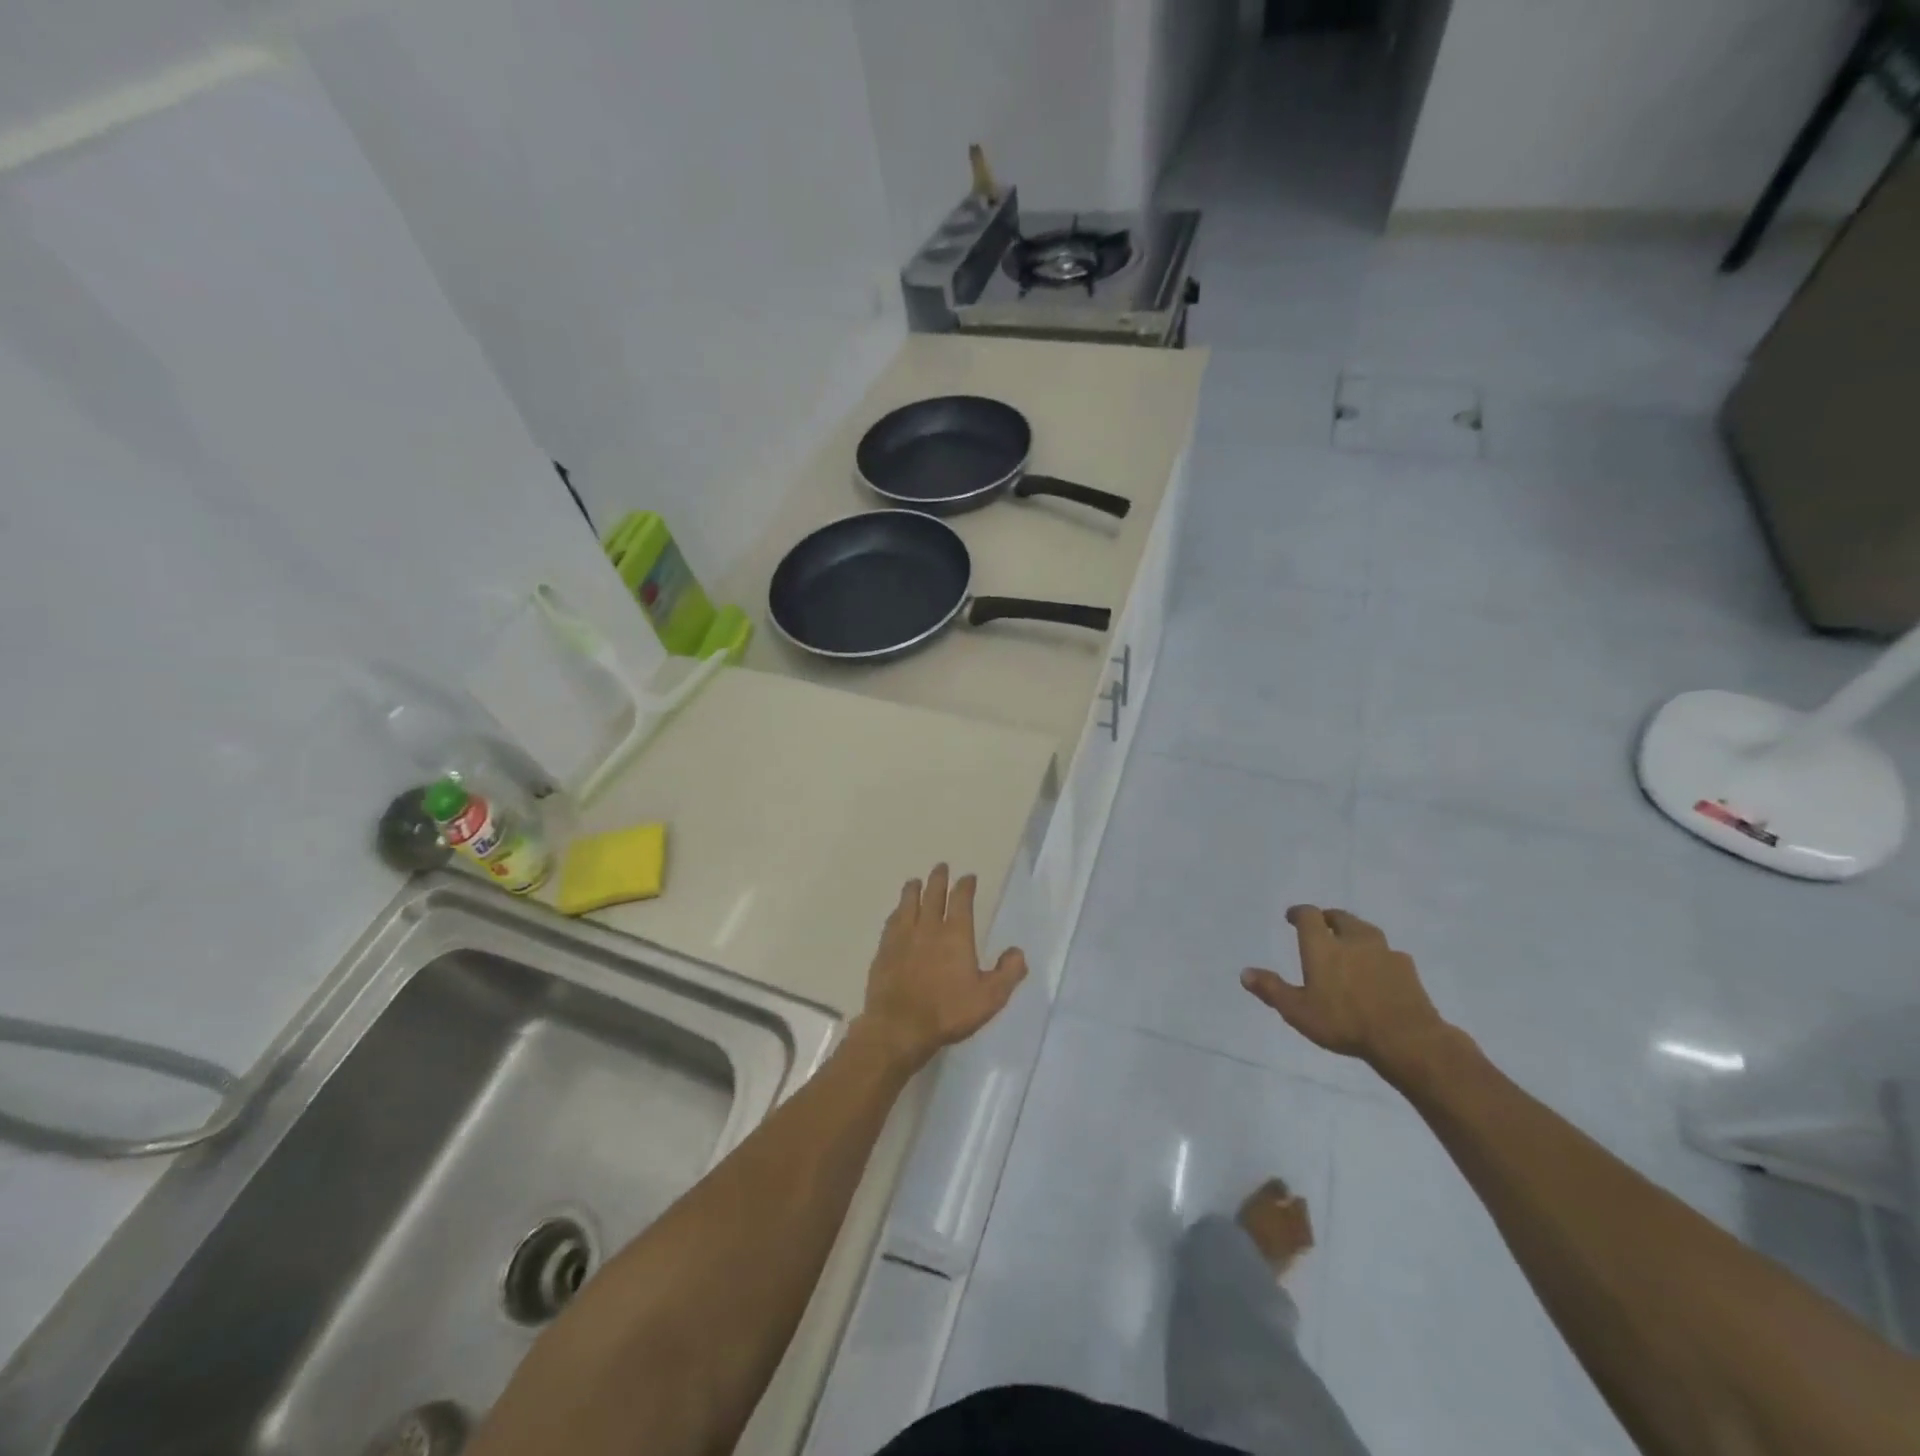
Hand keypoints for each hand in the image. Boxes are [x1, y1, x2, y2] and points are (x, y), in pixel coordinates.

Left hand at [854, 864, 1027, 1071]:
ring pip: (908, 904)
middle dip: (938, 879)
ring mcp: (902, 938)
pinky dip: (896, 913)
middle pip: (932, 895)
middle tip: (940, 867)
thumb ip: (1008, 973)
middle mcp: (928, 927)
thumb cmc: (948, 1012)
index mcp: (956, 934)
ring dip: (913, 890)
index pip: (961, 900)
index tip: (968, 877)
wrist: (899, 1027)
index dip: (965, 886)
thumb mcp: (990, 997)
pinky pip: (891, 923)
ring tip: (915, 881)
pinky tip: (896, 914)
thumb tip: (1018, 951)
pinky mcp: (884, 951)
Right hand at [1242, 906, 1452, 1075]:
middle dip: (1328, 918)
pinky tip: (1379, 968)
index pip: (1309, 915)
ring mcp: (1383, 952)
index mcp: (1323, 945)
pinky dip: (1378, 954)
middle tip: (1321, 926)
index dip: (1299, 912)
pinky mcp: (1407, 968)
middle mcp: (1353, 940)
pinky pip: (1388, 952)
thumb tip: (1244, 973)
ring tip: (1350, 944)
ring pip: (1366, 930)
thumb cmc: (1344, 1022)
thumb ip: (1272, 989)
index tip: (1292, 916)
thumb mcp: (1298, 1011)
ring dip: (1354, 932)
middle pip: (1340, 917)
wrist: (1407, 1039)